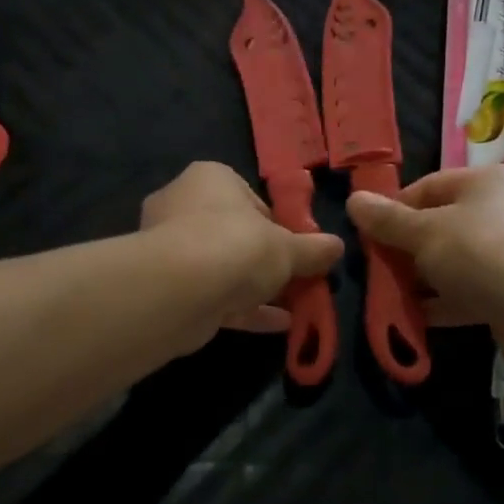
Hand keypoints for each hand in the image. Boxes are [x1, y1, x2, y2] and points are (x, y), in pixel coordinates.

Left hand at [141, 162, 342, 338]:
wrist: (179, 290)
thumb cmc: (236, 246)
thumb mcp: (287, 248)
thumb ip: (312, 249)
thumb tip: (338, 246)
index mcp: (210, 179)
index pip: (250, 199)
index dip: (277, 226)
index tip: (296, 249)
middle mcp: (183, 205)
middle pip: (233, 234)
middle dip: (263, 260)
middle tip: (295, 279)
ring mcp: (169, 247)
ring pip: (221, 267)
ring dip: (253, 287)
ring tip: (292, 306)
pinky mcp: (165, 286)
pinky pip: (211, 295)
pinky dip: (241, 308)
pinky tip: (276, 325)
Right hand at [346, 165, 503, 367]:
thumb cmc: (480, 253)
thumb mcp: (424, 232)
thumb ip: (388, 219)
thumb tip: (353, 200)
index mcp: (489, 182)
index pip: (431, 186)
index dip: (396, 208)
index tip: (369, 233)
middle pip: (444, 224)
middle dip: (408, 248)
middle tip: (378, 267)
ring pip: (458, 261)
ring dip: (424, 278)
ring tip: (391, 295)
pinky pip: (473, 290)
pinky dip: (445, 302)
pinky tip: (417, 318)